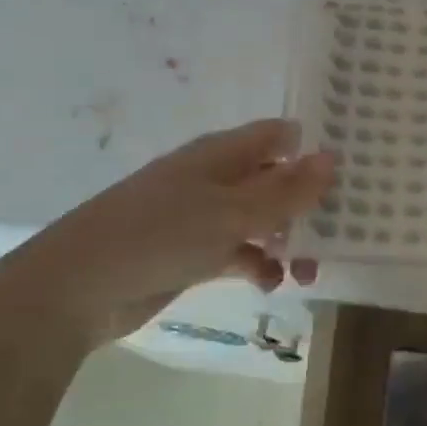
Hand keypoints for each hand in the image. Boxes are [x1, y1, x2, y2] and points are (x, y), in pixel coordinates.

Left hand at [0, 118, 335, 349]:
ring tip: (309, 271)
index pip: (278, 135)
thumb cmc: (159, 235)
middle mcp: (215, 178)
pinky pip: (238, 252)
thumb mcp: (232, 212)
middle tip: (342, 229)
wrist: (74, 290)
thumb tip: (332, 158)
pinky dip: (258, 264)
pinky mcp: (191, 253)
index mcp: (222, 154)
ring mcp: (201, 216)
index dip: (313, 148)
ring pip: (260, 220)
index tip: (351, 172)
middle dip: (306, 203)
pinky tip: (269, 284)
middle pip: (274, 179)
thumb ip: (286, 190)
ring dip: (287, 240)